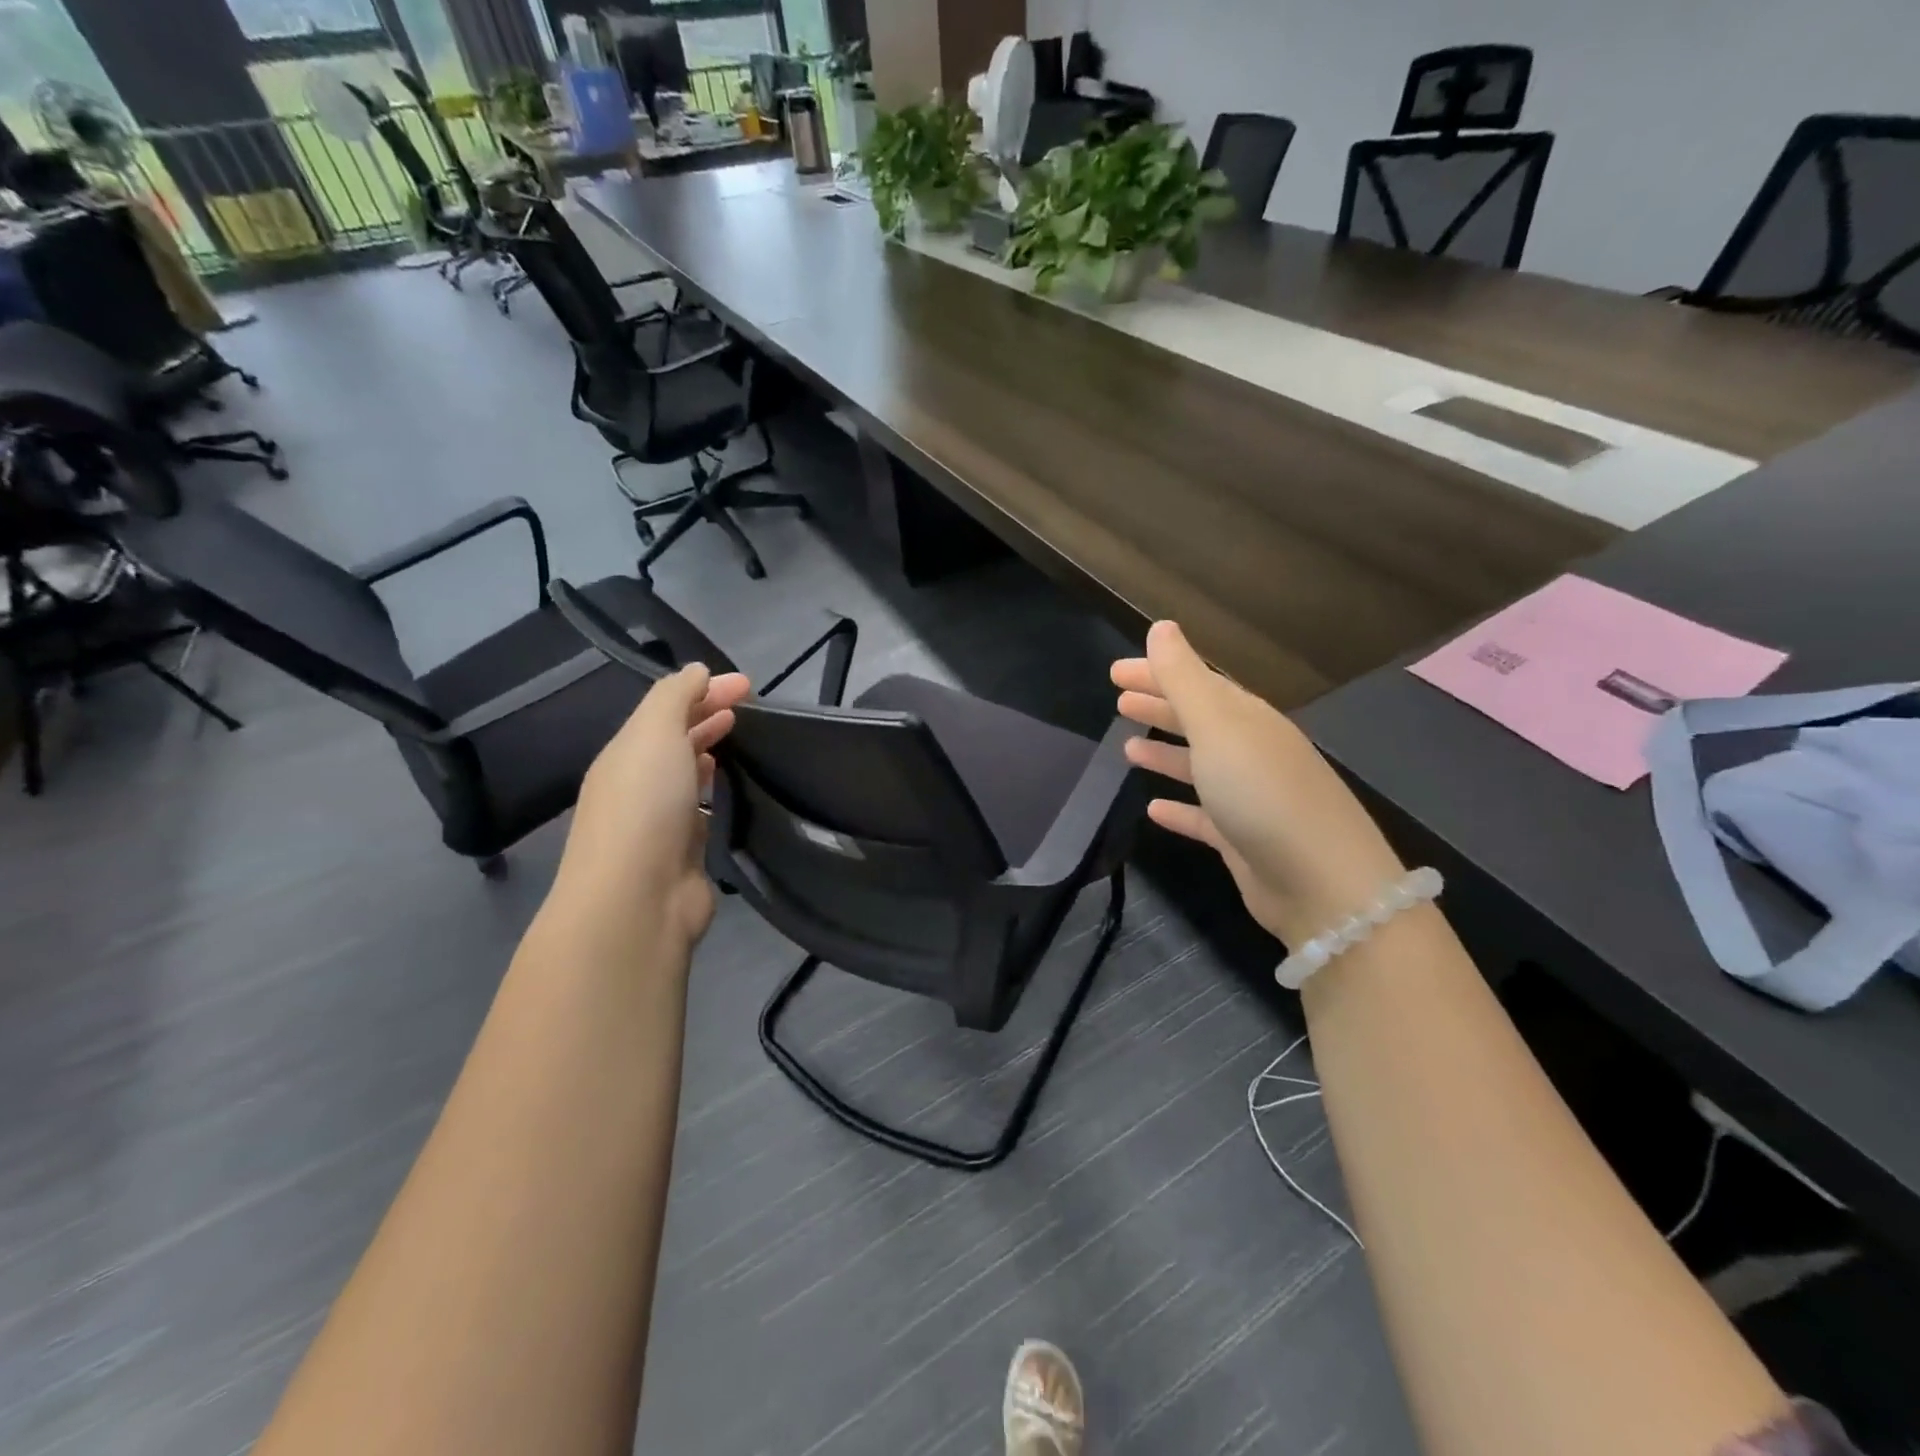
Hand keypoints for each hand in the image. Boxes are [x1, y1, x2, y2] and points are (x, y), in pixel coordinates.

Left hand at [556, 664, 751, 948]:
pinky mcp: (685, 855)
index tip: (748, 685)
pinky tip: (738, 794)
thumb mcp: (654, 734)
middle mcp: (638, 785)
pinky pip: (704, 814)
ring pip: (689, 777)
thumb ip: (674, 697)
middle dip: (709, 718)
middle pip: (676, 742)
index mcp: (626, 754)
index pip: (666, 709)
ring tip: (744, 743)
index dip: (705, 690)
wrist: (637, 899)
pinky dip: (718, 797)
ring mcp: (660, 823)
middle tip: (751, 709)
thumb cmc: (644, 806)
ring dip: (712, 755)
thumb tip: (695, 670)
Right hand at [1111, 621, 1405, 946]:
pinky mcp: (1244, 839)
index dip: (1157, 673)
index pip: (1197, 683)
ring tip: (1127, 748)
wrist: (1321, 883)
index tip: (1116, 672)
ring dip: (1165, 754)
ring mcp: (1250, 797)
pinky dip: (1179, 808)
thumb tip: (1162, 627)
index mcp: (1247, 719)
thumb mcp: (1218, 727)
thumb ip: (1184, 678)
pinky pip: (1203, 816)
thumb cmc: (1262, 793)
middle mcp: (1251, 752)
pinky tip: (1153, 808)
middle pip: (1199, 720)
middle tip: (1117, 700)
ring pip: (1200, 766)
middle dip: (1159, 707)